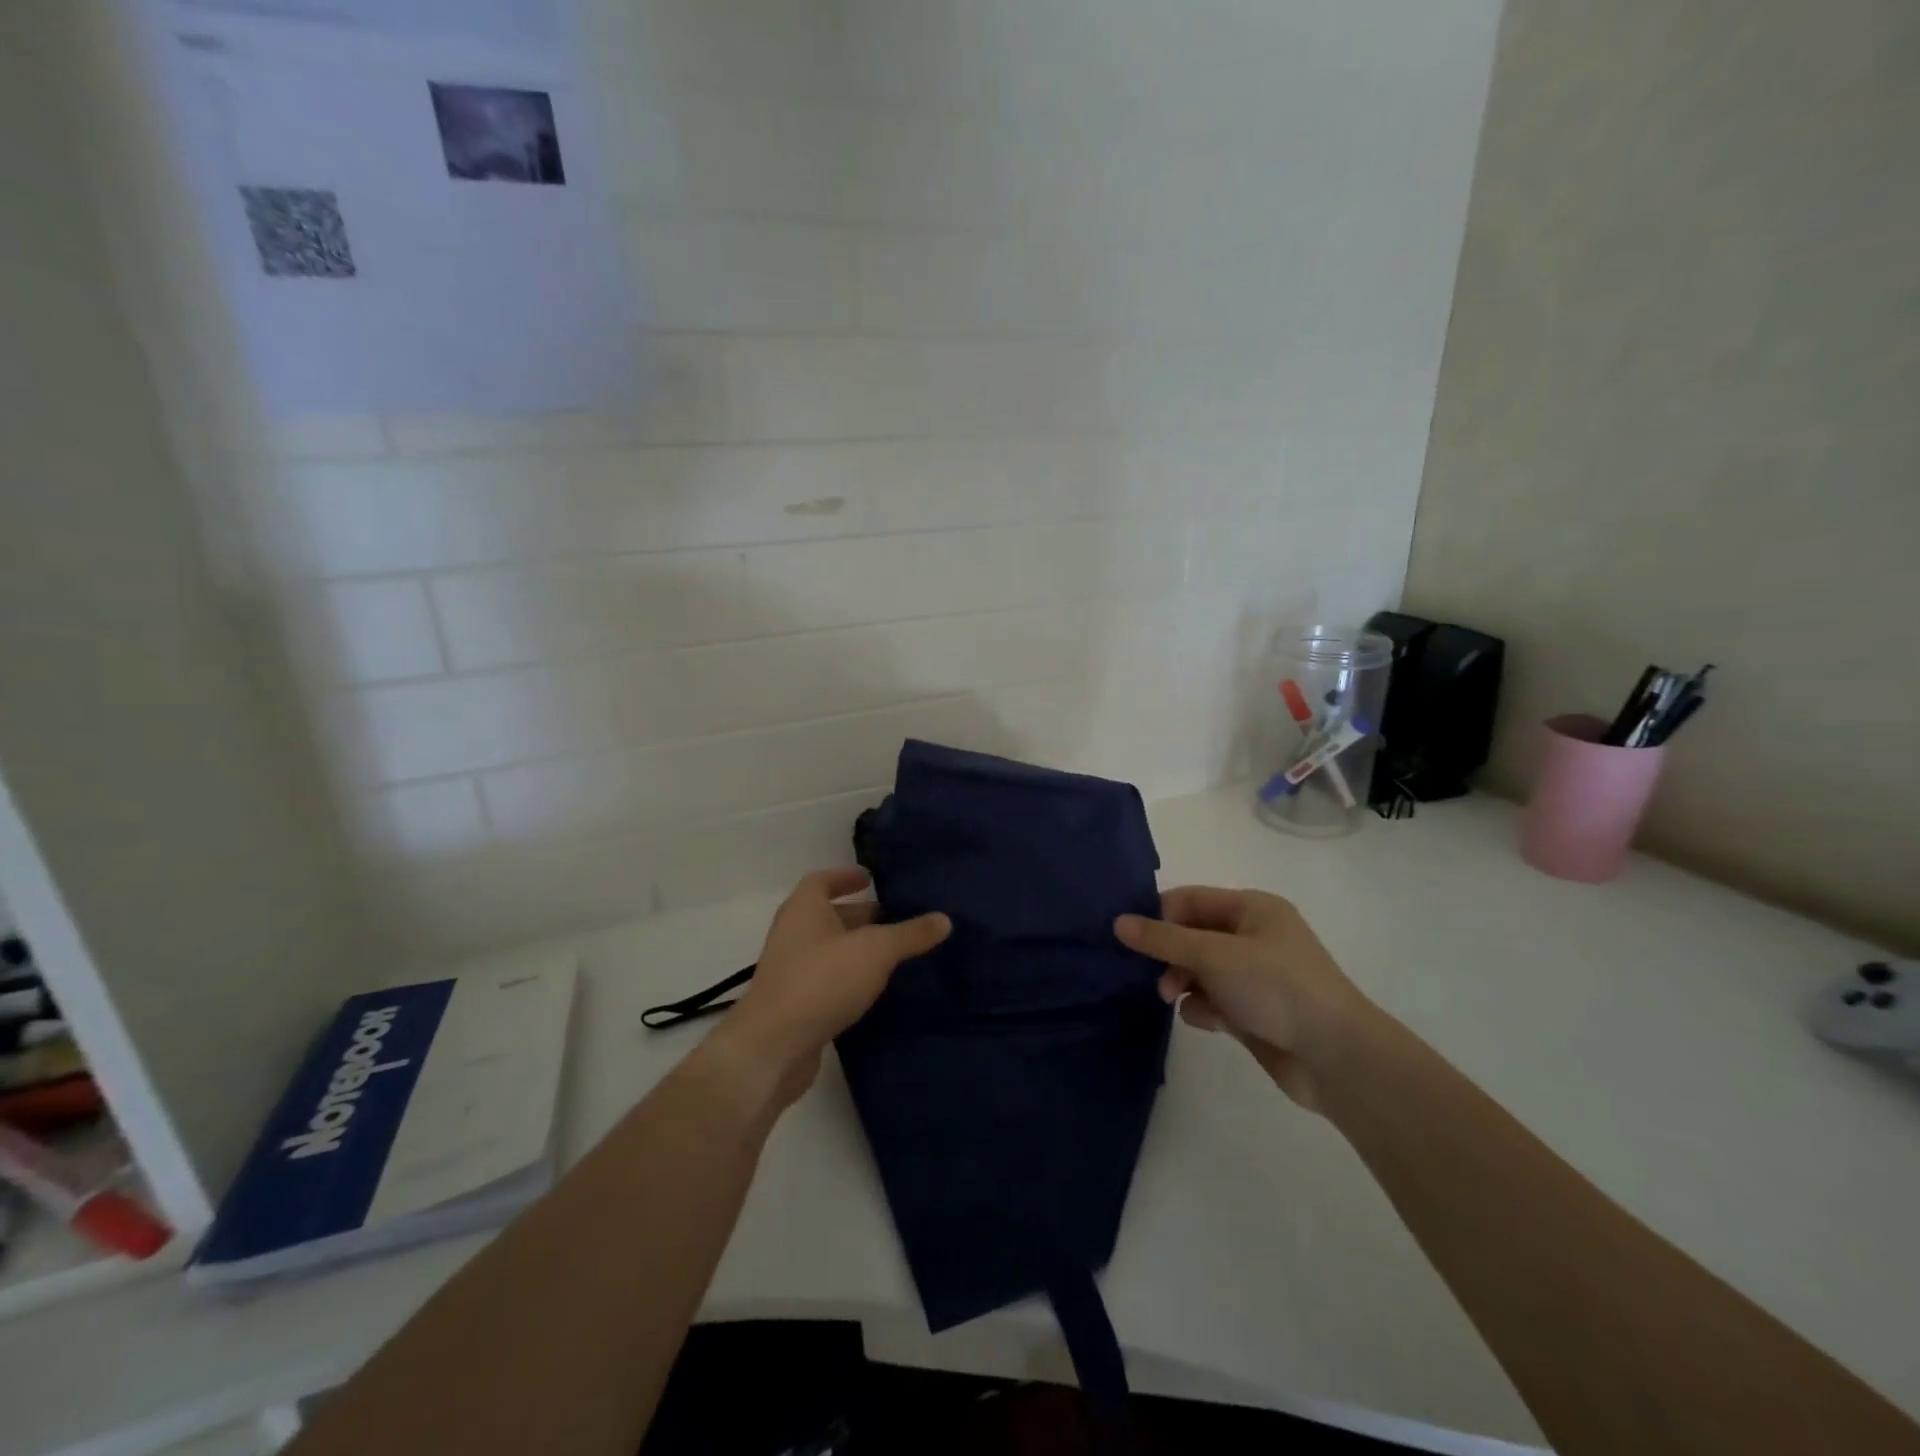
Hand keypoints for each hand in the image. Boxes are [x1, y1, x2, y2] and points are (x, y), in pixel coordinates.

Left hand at [711, 868, 949, 1105]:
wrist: (772, 1047)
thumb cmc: (822, 981)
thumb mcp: (876, 951)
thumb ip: (910, 934)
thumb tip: (945, 918)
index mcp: (804, 909)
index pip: (822, 880)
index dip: (845, 876)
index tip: (871, 879)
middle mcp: (793, 933)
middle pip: (827, 915)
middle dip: (860, 916)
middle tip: (896, 919)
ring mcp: (790, 970)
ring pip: (828, 949)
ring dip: (856, 948)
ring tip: (893, 954)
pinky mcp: (794, 1004)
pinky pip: (826, 979)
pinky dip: (848, 977)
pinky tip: (873, 989)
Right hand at [1115, 886, 1371, 1109]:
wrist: (1336, 1058)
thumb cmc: (1276, 988)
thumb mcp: (1214, 955)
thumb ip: (1164, 939)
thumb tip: (1118, 922)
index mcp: (1253, 908)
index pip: (1190, 899)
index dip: (1159, 915)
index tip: (1131, 939)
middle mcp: (1254, 936)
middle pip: (1192, 935)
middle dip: (1169, 954)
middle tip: (1156, 977)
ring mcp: (1255, 976)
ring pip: (1199, 970)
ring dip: (1181, 982)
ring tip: (1174, 999)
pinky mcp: (1254, 1011)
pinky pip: (1213, 1000)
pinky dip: (1203, 1009)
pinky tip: (1207, 1022)